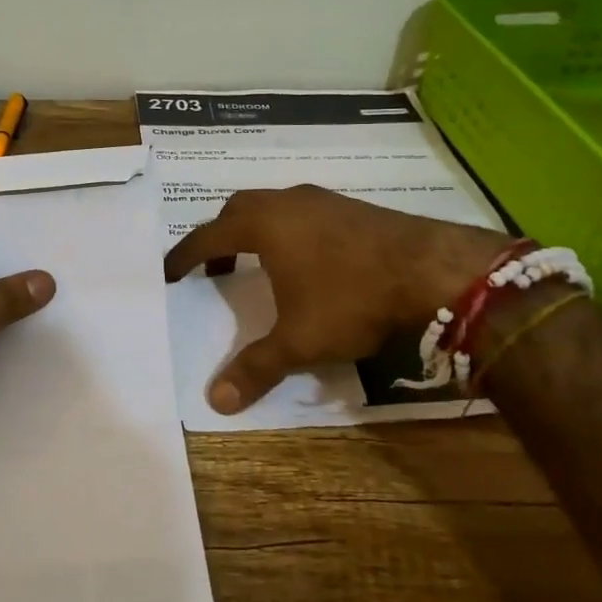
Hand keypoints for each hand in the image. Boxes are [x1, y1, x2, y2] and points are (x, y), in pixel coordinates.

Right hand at [162, 185, 510, 414]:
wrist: (432, 269)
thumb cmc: (352, 299)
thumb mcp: (300, 340)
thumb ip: (256, 367)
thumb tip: (216, 400)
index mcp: (263, 225)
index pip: (208, 236)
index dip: (184, 255)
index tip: (169, 271)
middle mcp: (287, 203)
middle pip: (238, 210)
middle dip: (220, 236)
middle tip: (216, 267)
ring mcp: (322, 200)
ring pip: (273, 206)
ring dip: (256, 230)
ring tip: (259, 264)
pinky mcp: (351, 207)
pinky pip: (302, 211)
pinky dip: (288, 230)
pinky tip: (307, 260)